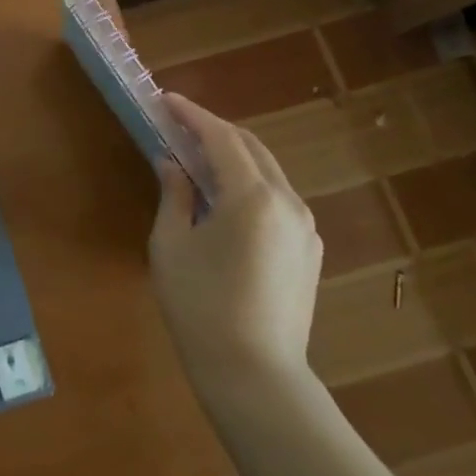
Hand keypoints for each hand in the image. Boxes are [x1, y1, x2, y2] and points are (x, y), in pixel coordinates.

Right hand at [148, 93, 322, 394]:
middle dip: (214, 130)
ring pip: (268, 172)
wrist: (255, 375)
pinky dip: (249, 183)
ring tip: (198, 157)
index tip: (166, 100)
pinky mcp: (309, 251)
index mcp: (252, 196)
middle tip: (178, 125)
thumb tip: (172, 163)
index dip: (191, 114)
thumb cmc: (201, 307)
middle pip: (250, 147)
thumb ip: (174, 194)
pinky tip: (225, 198)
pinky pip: (277, 199)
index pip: (221, 137)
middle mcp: (287, 202)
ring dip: (233, 156)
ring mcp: (305, 228)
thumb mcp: (172, 245)